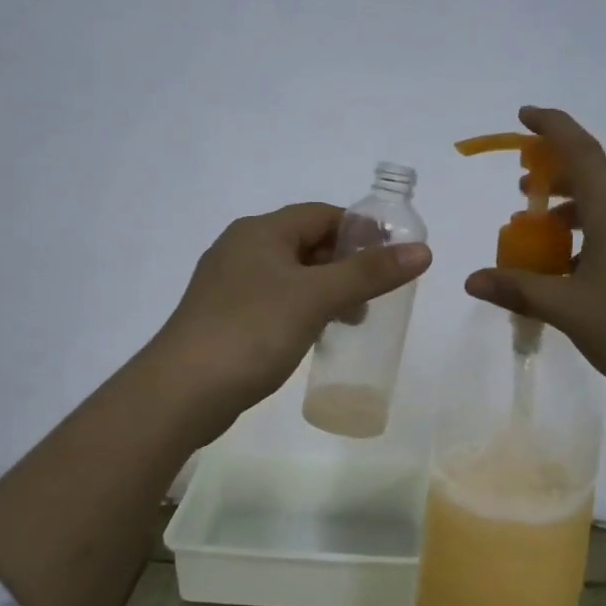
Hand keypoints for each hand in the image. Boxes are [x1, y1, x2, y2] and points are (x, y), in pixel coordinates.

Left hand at [151, 202, 431, 436]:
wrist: (182, 391)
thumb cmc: (253, 331)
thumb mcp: (317, 297)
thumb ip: (369, 273)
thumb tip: (423, 250)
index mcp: (260, 231)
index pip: (321, 214)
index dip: (360, 230)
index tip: (391, 258)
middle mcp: (241, 248)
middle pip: (306, 243)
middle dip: (345, 264)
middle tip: (376, 294)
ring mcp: (228, 284)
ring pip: (290, 275)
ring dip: (325, 290)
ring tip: (352, 319)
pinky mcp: (223, 318)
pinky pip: (273, 301)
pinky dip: (301, 309)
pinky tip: (315, 335)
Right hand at [465, 107, 605, 412]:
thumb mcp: (569, 311)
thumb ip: (519, 290)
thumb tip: (472, 279)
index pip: (581, 152)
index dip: (552, 127)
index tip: (524, 115)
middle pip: (594, 178)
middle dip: (554, 178)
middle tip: (522, 194)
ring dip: (572, 213)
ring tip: (543, 242)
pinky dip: (592, 236)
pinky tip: (578, 274)